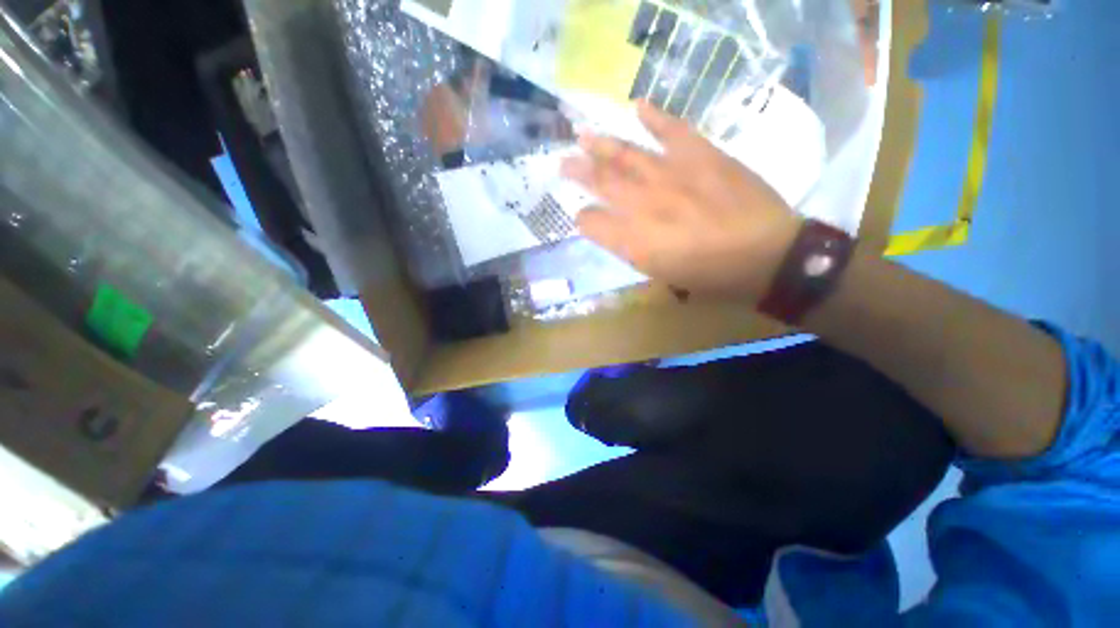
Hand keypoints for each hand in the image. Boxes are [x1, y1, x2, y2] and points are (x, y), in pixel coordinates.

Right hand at [561, 101, 801, 302]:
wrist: (766, 255)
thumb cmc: (709, 276)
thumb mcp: (662, 275)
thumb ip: (632, 252)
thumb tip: (614, 231)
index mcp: (634, 240)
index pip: (593, 223)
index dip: (583, 218)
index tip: (581, 216)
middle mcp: (644, 205)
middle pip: (602, 182)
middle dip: (579, 172)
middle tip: (563, 162)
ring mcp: (671, 175)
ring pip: (627, 154)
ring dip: (601, 143)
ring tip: (582, 134)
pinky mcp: (701, 156)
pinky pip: (672, 129)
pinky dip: (654, 116)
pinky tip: (637, 106)